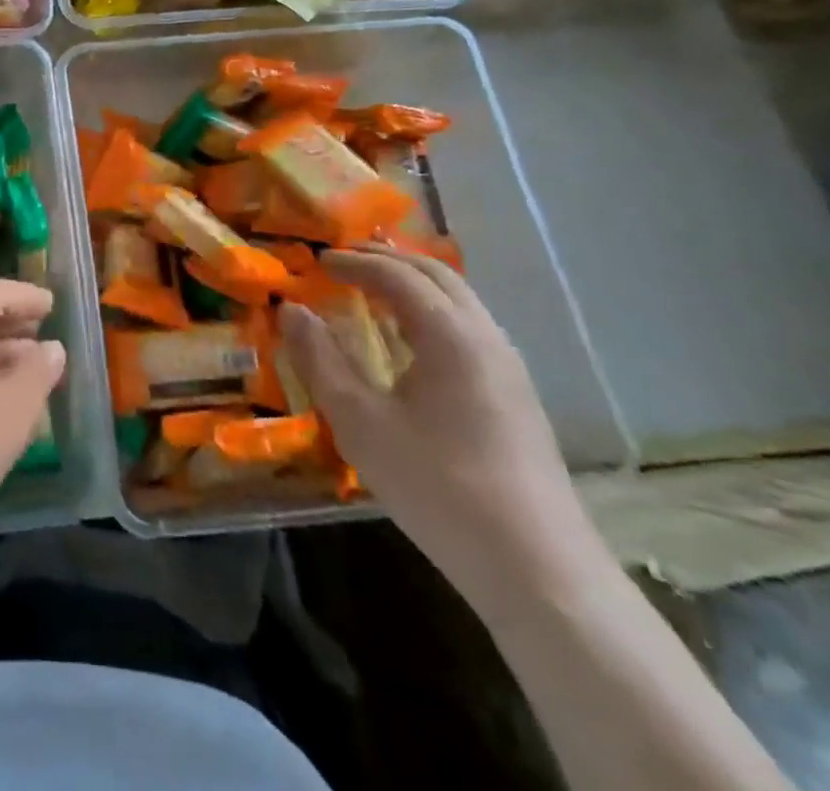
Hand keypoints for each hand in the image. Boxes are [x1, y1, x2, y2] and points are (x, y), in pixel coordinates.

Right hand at [282, 247, 595, 596]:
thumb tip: (292, 310)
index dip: (354, 261)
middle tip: (345, 261)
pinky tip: (413, 343)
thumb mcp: (361, 423)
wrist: (537, 568)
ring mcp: (509, 366)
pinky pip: (470, 328)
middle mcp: (485, 336)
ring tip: (374, 292)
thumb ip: (320, 360)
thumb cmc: (438, 487)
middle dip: (387, 260)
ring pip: (459, 300)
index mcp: (449, 334)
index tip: (319, 261)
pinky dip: (433, 312)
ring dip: (414, 284)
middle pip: (435, 275)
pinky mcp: (517, 396)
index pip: (396, 274)